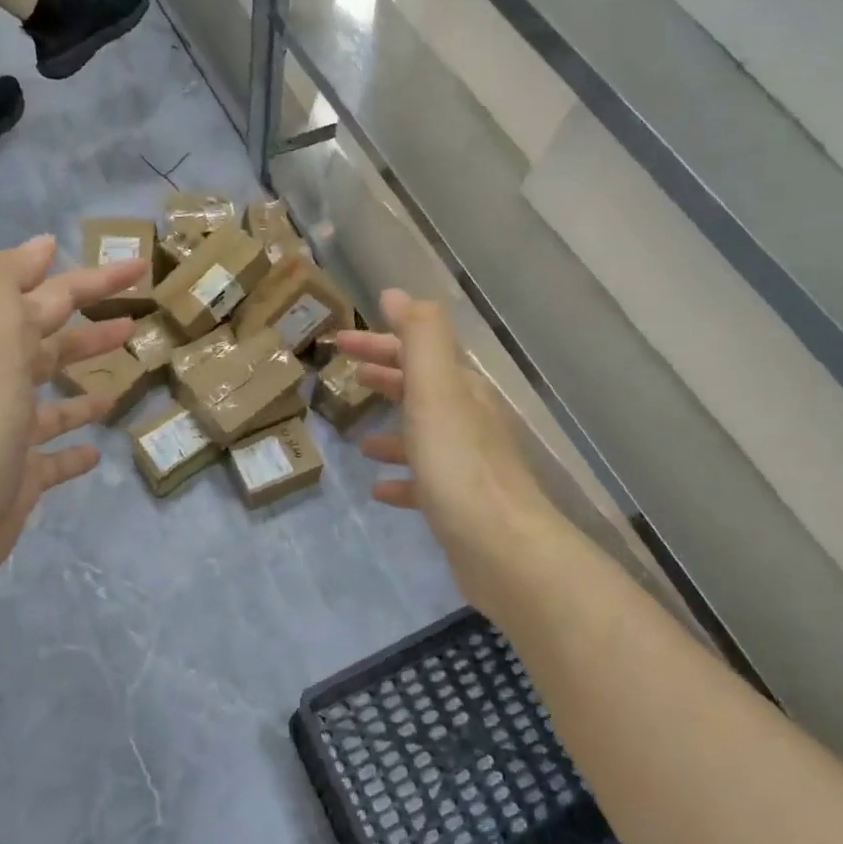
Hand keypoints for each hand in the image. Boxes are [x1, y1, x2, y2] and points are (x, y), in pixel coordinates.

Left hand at [0, 234, 144, 595]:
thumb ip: (7, 283)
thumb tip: (41, 244)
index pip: (51, 298)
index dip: (93, 279)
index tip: (137, 267)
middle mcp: (2, 385)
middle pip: (51, 347)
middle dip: (89, 329)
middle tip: (134, 319)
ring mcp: (12, 434)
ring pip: (54, 402)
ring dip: (83, 386)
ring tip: (121, 381)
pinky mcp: (22, 478)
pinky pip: (54, 458)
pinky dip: (74, 449)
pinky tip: (96, 450)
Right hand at [334, 291, 562, 611]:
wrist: (503, 549)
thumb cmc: (459, 465)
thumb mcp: (437, 390)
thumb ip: (421, 338)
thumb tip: (397, 294)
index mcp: (460, 390)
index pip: (418, 351)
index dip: (380, 341)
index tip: (339, 341)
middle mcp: (467, 421)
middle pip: (421, 389)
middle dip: (386, 376)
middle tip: (347, 374)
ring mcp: (465, 465)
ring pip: (423, 436)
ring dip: (393, 429)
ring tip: (359, 437)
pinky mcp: (459, 505)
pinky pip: (423, 483)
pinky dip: (401, 479)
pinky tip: (379, 489)